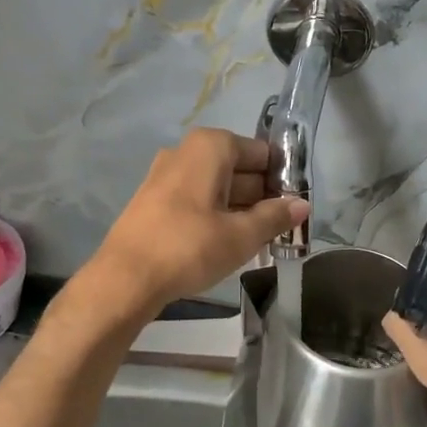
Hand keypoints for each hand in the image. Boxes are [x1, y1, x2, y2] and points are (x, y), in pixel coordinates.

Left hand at [83, 129, 308, 322]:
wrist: (124, 278)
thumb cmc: (189, 247)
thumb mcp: (241, 235)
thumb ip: (275, 217)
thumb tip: (302, 205)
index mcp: (210, 147)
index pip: (261, 152)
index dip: (281, 178)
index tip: (296, 206)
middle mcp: (186, 151)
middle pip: (238, 168)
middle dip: (262, 196)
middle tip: (283, 228)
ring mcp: (165, 175)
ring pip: (216, 186)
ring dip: (240, 208)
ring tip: (261, 240)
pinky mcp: (154, 200)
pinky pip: (196, 199)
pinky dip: (215, 214)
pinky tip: (227, 242)